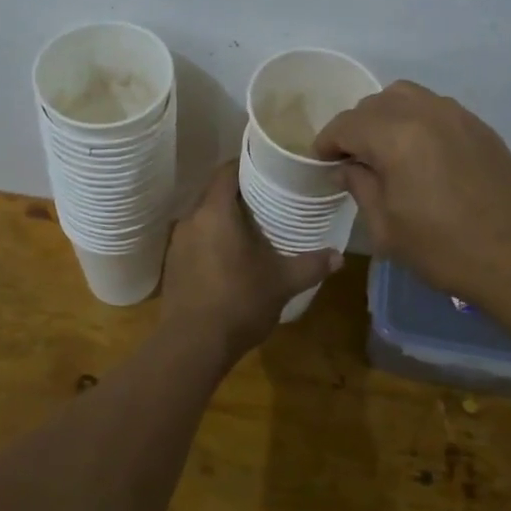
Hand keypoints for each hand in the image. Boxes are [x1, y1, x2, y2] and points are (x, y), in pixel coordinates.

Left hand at [159, 163, 341, 356]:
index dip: (247, 164)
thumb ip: (311, 265)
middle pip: (214, 192)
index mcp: (214, 212)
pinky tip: (231, 255)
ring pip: (203, 216)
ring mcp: (177, 243)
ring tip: (252, 225)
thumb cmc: (239, 302)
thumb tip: (339, 256)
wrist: (192, 346)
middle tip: (268, 195)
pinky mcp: (172, 266)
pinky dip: (212, 238)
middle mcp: (191, 220)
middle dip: (239, 191)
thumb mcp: (283, 283)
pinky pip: (195, 239)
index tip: (269, 166)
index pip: (227, 171)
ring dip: (224, 216)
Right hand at [313, 81, 510, 306]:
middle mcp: (425, 112)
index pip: (347, 123)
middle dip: (355, 128)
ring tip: (384, 150)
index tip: (322, 163)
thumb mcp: (386, 228)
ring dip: (385, 117)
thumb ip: (359, 187)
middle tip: (351, 161)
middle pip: (374, 103)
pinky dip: (416, 120)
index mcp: (396, 136)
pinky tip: (419, 153)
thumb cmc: (444, 249)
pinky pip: (435, 107)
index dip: (327, 142)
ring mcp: (457, 115)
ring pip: (406, 96)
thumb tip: (345, 168)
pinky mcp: (479, 126)